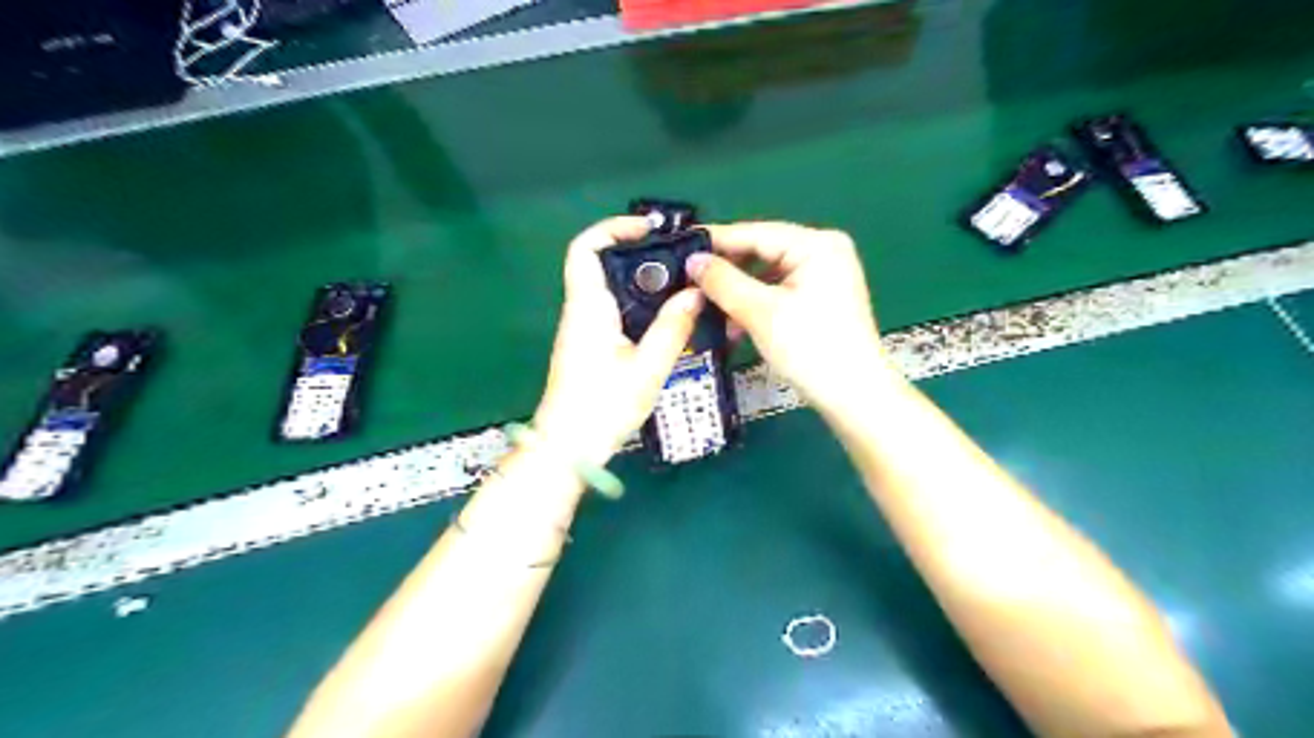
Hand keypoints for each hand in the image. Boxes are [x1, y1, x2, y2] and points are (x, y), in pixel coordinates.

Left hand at [530, 217, 702, 464]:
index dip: (614, 228)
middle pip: (602, 263)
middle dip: (639, 253)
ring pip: (611, 288)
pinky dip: (639, 304)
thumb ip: (672, 328)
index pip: (586, 248)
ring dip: (642, 280)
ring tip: (681, 285)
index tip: (651, 230)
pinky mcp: (590, 345)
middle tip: (679, 259)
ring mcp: (583, 329)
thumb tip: (695, 293)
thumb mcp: (647, 368)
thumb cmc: (602, 407)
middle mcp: (581, 311)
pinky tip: (666, 317)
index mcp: (588, 308)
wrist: (568, 448)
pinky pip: (614, 310)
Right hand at [688, 220, 893, 413]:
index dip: (716, 241)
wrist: (854, 397)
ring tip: (705, 308)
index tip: (680, 249)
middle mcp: (823, 252)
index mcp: (816, 244)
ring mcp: (824, 277)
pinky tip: (732, 326)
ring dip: (738, 295)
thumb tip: (692, 260)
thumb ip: (723, 282)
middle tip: (688, 282)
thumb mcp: (760, 312)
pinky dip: (755, 307)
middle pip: (761, 254)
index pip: (755, 233)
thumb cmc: (811, 349)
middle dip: (726, 273)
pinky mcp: (820, 301)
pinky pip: (778, 294)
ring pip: (767, 277)